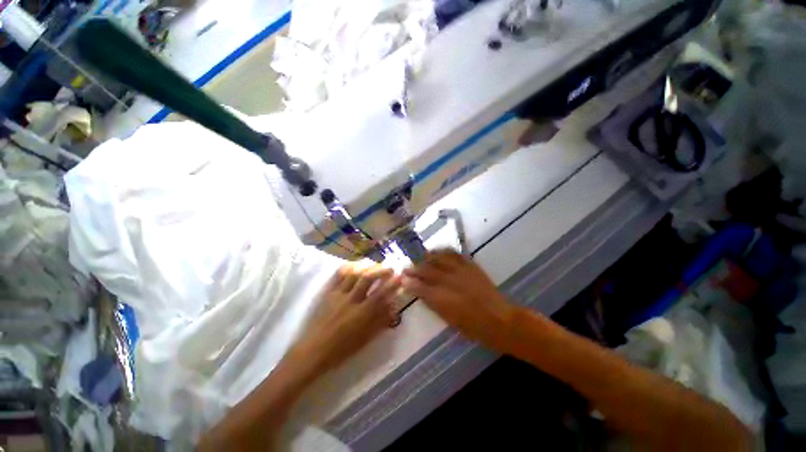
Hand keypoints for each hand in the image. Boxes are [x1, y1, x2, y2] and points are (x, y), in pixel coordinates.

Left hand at [292, 262, 401, 372]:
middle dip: (381, 271)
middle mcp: (351, 300)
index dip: (392, 285)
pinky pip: (338, 276)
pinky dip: (349, 268)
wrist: (314, 351)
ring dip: (367, 267)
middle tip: (390, 268)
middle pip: (367, 279)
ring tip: (376, 265)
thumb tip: (393, 307)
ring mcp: (338, 295)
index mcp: (361, 314)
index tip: (400, 277)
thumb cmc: (342, 349)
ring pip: (354, 274)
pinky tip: (356, 265)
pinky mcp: (328, 293)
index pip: (380, 294)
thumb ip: (380, 321)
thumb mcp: (366, 339)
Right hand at [402, 250, 515, 352]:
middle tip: (406, 268)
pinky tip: (438, 252)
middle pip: (426, 270)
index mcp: (442, 299)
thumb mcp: (449, 320)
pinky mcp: (470, 265)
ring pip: (438, 259)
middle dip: (414, 268)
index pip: (420, 287)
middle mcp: (449, 281)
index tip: (402, 279)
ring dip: (426, 258)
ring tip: (420, 257)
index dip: (409, 282)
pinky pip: (454, 254)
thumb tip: (421, 293)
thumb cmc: (473, 327)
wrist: (499, 319)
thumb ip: (433, 304)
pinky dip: (443, 251)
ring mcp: (460, 271)